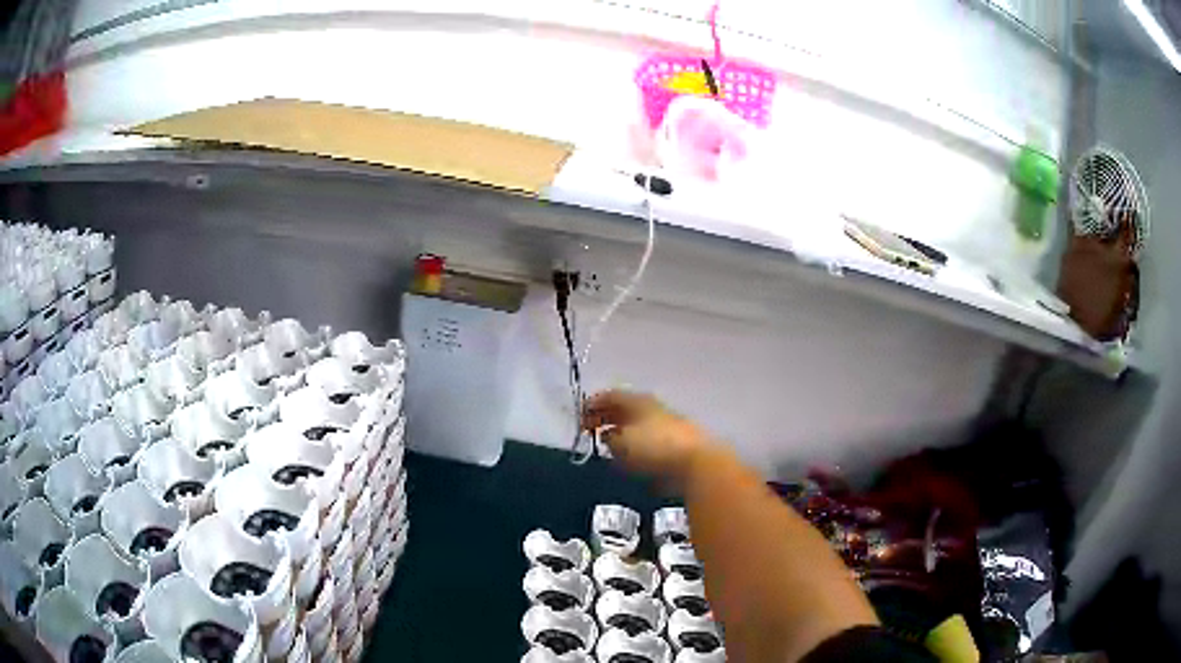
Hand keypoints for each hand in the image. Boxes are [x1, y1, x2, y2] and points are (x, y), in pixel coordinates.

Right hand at [582, 390, 710, 483]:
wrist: (698, 463)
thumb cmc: (654, 448)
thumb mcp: (622, 443)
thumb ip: (610, 438)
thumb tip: (608, 437)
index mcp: (638, 401)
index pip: (609, 396)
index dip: (591, 405)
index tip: (578, 419)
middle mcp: (652, 408)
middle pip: (624, 409)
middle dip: (605, 418)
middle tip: (589, 431)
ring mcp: (667, 426)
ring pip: (637, 425)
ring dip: (620, 434)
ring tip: (608, 448)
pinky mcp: (676, 445)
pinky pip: (649, 441)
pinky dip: (635, 447)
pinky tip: (630, 461)